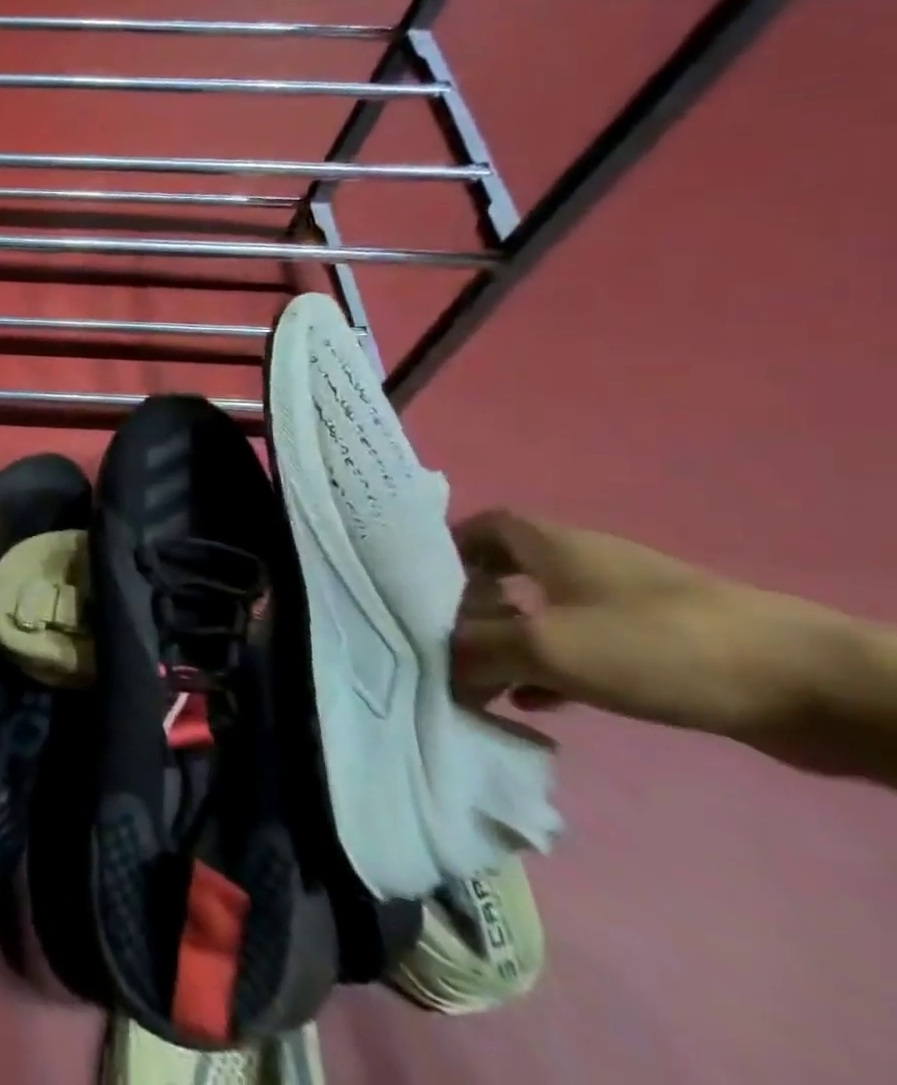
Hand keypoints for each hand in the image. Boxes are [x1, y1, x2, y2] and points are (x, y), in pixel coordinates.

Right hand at [450, 510, 839, 746]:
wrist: (806, 684)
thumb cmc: (656, 644)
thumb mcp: (548, 646)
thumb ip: (480, 651)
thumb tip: (437, 661)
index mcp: (553, 545)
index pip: (484, 526)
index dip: (448, 549)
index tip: (422, 587)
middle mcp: (582, 564)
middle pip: (507, 573)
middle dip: (472, 608)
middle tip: (445, 643)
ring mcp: (623, 603)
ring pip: (544, 614)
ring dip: (510, 644)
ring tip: (483, 681)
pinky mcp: (656, 643)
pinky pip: (583, 647)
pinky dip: (552, 669)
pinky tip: (539, 703)